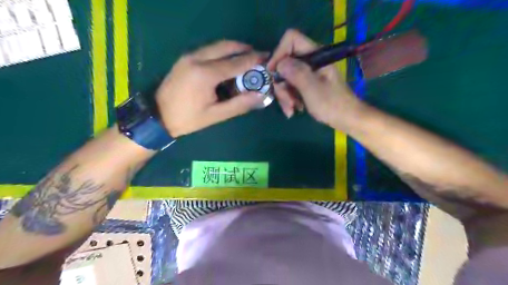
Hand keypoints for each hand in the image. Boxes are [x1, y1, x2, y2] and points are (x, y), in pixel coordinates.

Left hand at [154, 40, 265, 136]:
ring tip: (247, 57)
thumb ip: (239, 104)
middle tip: (258, 56)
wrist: (157, 115)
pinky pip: (208, 50)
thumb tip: (260, 95)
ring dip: (233, 49)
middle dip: (244, 49)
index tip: (267, 58)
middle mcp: (197, 59)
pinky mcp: (185, 58)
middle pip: (226, 46)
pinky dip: (222, 52)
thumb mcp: (216, 115)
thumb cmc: (188, 119)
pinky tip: (228, 61)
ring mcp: (189, 56)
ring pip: (216, 46)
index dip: (253, 60)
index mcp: (205, 74)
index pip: (236, 63)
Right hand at [267, 29, 362, 129]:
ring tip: (291, 110)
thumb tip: (279, 64)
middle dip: (281, 84)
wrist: (347, 119)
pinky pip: (291, 86)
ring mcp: (308, 73)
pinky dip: (290, 98)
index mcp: (316, 55)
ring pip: (286, 77)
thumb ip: (297, 73)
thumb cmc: (333, 105)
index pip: (292, 39)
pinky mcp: (307, 84)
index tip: (273, 73)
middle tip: (287, 102)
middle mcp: (310, 61)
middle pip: (285, 63)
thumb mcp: (313, 89)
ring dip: (285, 95)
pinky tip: (294, 110)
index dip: (279, 53)